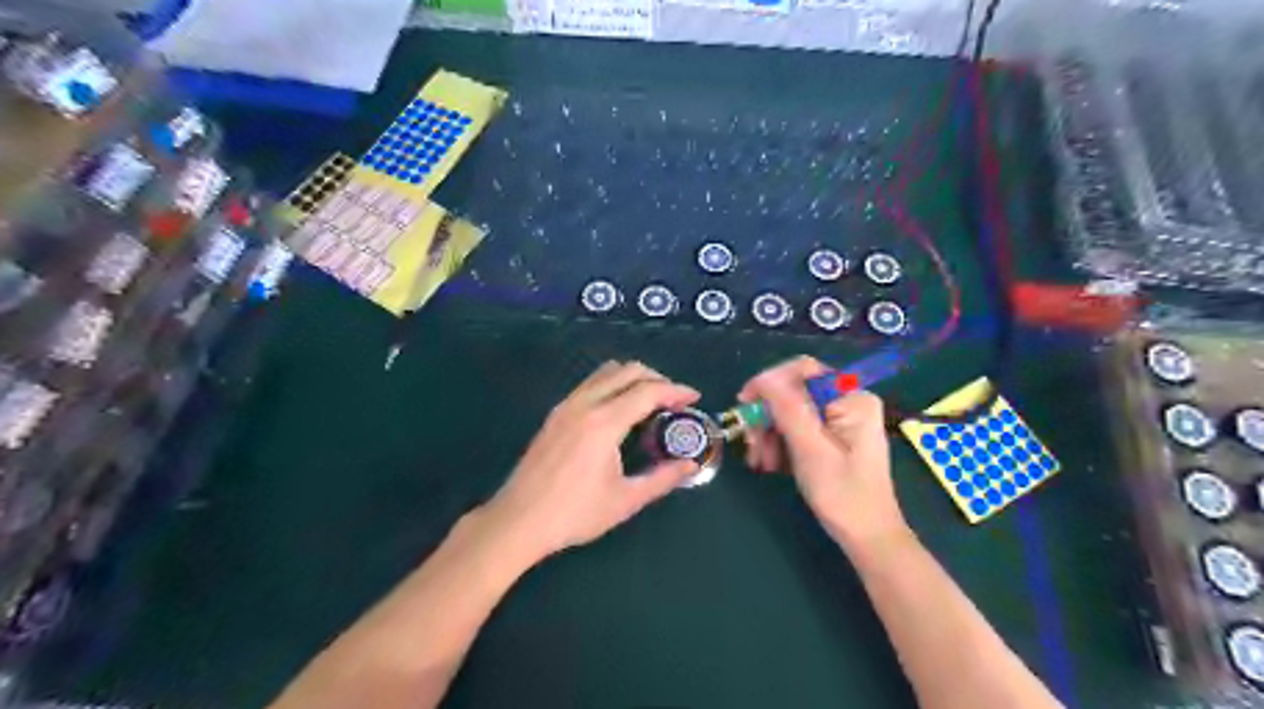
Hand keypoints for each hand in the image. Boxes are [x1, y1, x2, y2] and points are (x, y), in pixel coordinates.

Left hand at [482, 364, 701, 560]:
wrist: (518, 520)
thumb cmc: (574, 514)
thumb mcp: (625, 500)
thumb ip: (662, 479)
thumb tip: (690, 465)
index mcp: (604, 423)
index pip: (647, 391)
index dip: (676, 390)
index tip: (694, 398)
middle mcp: (585, 404)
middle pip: (628, 371)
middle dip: (657, 379)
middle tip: (675, 401)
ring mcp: (566, 406)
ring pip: (606, 372)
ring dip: (633, 378)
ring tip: (650, 403)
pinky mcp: (555, 413)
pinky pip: (591, 383)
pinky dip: (613, 385)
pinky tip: (620, 412)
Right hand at [742, 357, 907, 550]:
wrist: (868, 537)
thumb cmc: (842, 494)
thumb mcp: (810, 449)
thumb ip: (787, 408)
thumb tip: (764, 378)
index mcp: (851, 398)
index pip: (802, 371)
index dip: (769, 383)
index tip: (743, 404)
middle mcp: (848, 401)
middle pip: (794, 393)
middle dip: (768, 417)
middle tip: (751, 444)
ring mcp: (841, 419)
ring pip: (792, 412)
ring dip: (771, 433)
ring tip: (761, 463)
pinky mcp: (834, 435)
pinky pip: (799, 427)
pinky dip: (782, 443)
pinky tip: (772, 464)